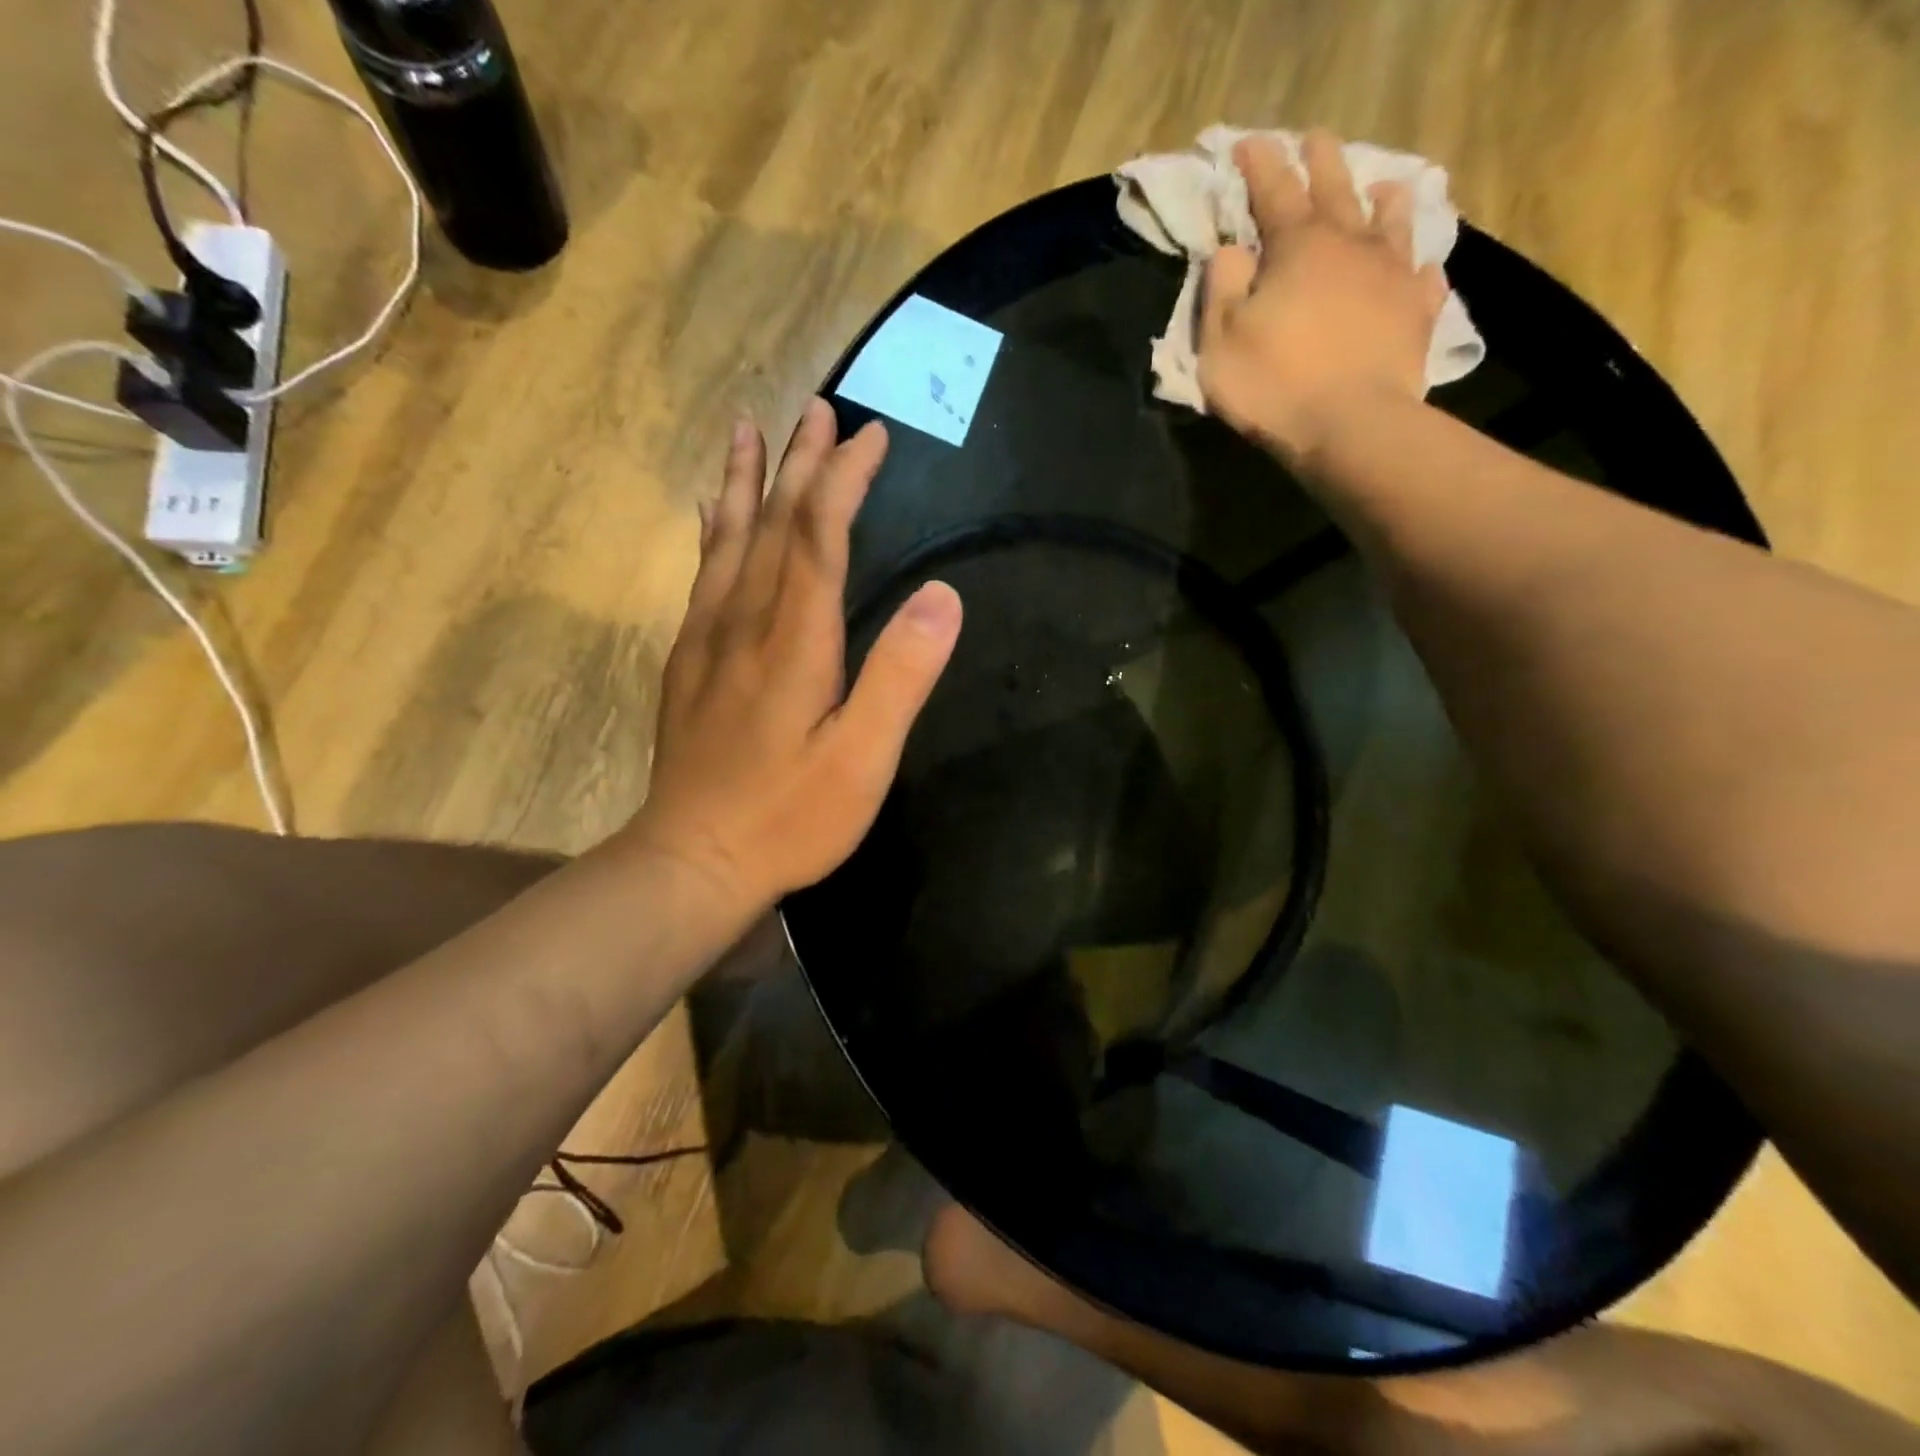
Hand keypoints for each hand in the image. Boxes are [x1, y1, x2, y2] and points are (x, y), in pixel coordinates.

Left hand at [624, 399, 962, 916]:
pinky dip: (713, 534)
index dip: (844, 481)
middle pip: (772, 526)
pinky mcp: (688, 666)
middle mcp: (744, 624)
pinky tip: (713, 516)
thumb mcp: (862, 759)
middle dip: (800, 465)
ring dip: (746, 482)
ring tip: (749, 430)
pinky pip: (702, 578)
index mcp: (794, 641)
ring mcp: (708, 643)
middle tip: (818, 411)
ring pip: (728, 542)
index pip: (819, 537)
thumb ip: (900, 675)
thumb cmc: (788, 818)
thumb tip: (942, 595)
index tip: (870, 435)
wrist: (691, 863)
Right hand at [1199, 129, 1448, 465]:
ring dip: (1383, 200)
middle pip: (1336, 188)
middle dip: (1321, 162)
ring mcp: (1392, 274)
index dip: (1259, 165)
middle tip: (1315, 141)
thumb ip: (1222, 289)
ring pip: (1391, 220)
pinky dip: (1418, 267)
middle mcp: (1350, 244)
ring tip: (1383, 189)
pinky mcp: (1418, 311)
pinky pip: (1423, 278)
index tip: (1248, 145)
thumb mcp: (1220, 342)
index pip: (1273, 191)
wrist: (1349, 426)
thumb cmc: (1273, 385)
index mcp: (1297, 247)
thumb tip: (1232, 250)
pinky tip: (1419, 268)